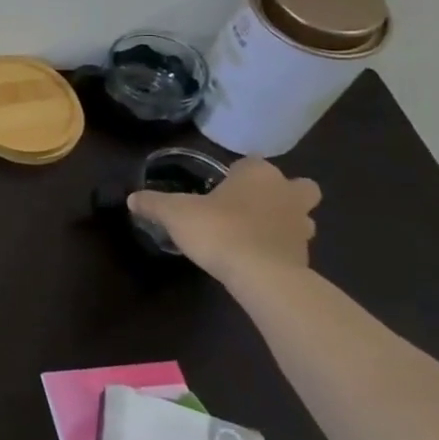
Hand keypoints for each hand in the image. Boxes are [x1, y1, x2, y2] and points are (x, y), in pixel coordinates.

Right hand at [127, 156, 320, 287]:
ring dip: (284, 220)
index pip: (251, 162)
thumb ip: (154, 203)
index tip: (219, 186)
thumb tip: (132, 198)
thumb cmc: (220, 230)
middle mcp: (286, 193)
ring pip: (300, 215)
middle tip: (250, 204)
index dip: (237, 172)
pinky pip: (293, 244)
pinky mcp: (306, 257)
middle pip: (297, 186)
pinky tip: (255, 256)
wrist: (263, 277)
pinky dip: (280, 247)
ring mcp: (302, 226)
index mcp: (258, 174)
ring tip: (253, 232)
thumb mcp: (175, 213)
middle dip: (280, 192)